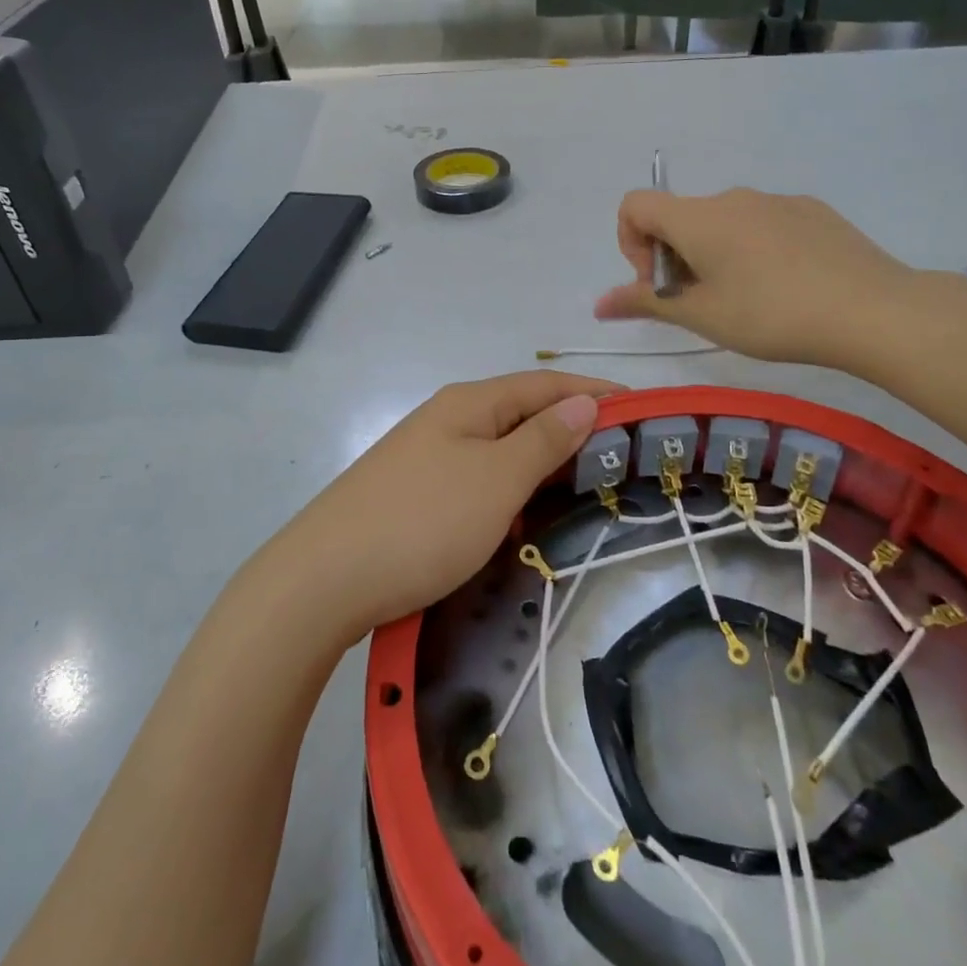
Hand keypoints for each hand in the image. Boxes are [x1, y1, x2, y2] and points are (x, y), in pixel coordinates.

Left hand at [258, 371, 621, 641]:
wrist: (323, 581)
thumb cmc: (423, 523)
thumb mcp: (496, 480)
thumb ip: (543, 440)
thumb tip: (584, 400)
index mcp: (470, 404)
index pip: (546, 384)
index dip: (595, 392)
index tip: (643, 412)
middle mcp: (447, 420)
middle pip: (523, 414)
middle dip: (573, 432)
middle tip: (623, 462)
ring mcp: (426, 458)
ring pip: (500, 451)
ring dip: (542, 466)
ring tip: (586, 491)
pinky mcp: (414, 495)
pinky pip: (478, 482)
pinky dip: (510, 493)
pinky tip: (524, 519)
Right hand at [594, 188, 917, 368]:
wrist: (871, 309)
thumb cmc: (771, 315)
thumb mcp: (701, 316)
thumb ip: (645, 303)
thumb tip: (599, 304)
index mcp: (698, 218)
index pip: (635, 205)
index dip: (630, 242)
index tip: (658, 283)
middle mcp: (732, 197)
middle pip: (680, 217)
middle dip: (674, 258)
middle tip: (701, 304)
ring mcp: (776, 200)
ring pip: (722, 222)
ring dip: (713, 255)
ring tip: (746, 301)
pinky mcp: (811, 210)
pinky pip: (762, 223)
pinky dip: (752, 249)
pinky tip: (785, 287)